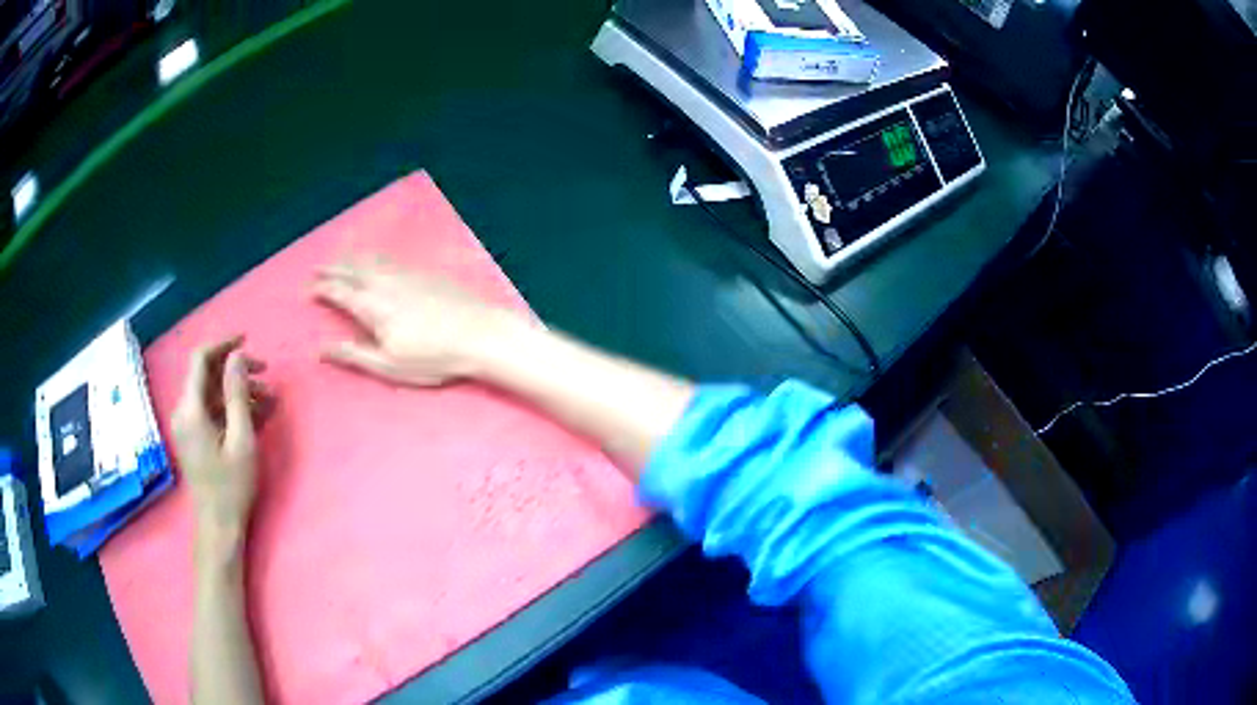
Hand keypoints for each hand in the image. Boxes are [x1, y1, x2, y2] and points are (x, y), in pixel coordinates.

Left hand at [172, 337, 269, 544]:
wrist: (218, 526)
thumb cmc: (232, 486)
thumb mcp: (241, 440)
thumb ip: (237, 394)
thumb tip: (238, 355)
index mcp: (191, 409)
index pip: (201, 359)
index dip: (223, 344)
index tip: (248, 340)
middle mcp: (183, 411)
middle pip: (207, 375)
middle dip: (236, 370)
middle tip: (267, 376)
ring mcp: (187, 425)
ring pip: (211, 393)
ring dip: (237, 391)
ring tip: (268, 400)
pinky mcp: (193, 436)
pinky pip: (211, 410)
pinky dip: (231, 407)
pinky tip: (255, 415)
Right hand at [313, 256, 518, 385]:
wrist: (481, 333)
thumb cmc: (433, 357)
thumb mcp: (389, 365)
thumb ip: (354, 355)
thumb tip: (320, 350)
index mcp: (372, 306)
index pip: (339, 292)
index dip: (322, 288)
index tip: (308, 288)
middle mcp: (385, 283)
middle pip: (353, 269)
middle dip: (333, 267)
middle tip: (317, 267)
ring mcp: (407, 274)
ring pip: (373, 260)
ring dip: (353, 257)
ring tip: (341, 257)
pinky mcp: (426, 272)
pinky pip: (392, 259)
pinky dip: (376, 257)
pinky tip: (378, 260)